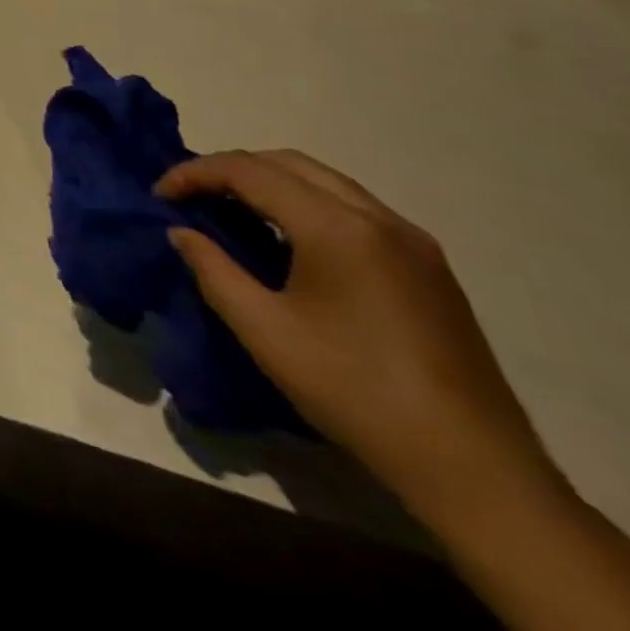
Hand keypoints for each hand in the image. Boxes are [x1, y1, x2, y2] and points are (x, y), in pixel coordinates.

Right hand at [157, 150, 556, 516]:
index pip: (248, 171)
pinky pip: (351, 208)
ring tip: (230, 211)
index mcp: (338, 228)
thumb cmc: (354, 392)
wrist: (474, 471)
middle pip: (287, 162)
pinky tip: (286, 239)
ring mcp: (412, 242)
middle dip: (229, 170)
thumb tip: (181, 231)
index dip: (194, 174)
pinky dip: (304, 203)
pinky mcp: (428, 267)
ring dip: (268, 183)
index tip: (159, 196)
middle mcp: (378, 219)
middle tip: (190, 196)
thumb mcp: (262, 330)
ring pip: (323, 180)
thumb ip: (212, 268)